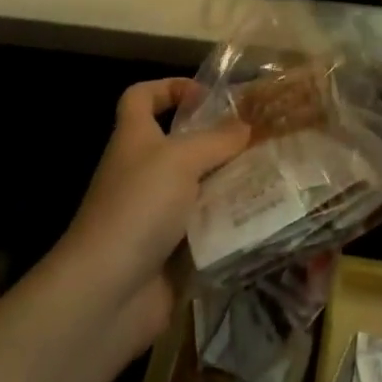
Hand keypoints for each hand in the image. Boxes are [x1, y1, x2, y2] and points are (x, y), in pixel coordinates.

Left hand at [62, 79, 249, 351]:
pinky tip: (266, 217)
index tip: (207, 95)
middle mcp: (143, 173)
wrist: (106, 294)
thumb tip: (246, 126)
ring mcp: (157, 215)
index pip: (141, 97)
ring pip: (202, 188)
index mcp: (135, 139)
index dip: (169, 87)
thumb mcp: (181, 159)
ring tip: (275, 176)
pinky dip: (232, 223)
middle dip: (221, 141)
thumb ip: (217, 139)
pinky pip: (209, 228)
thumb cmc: (138, 207)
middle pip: (182, 145)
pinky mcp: (173, 251)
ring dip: (233, 183)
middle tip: (262, 139)